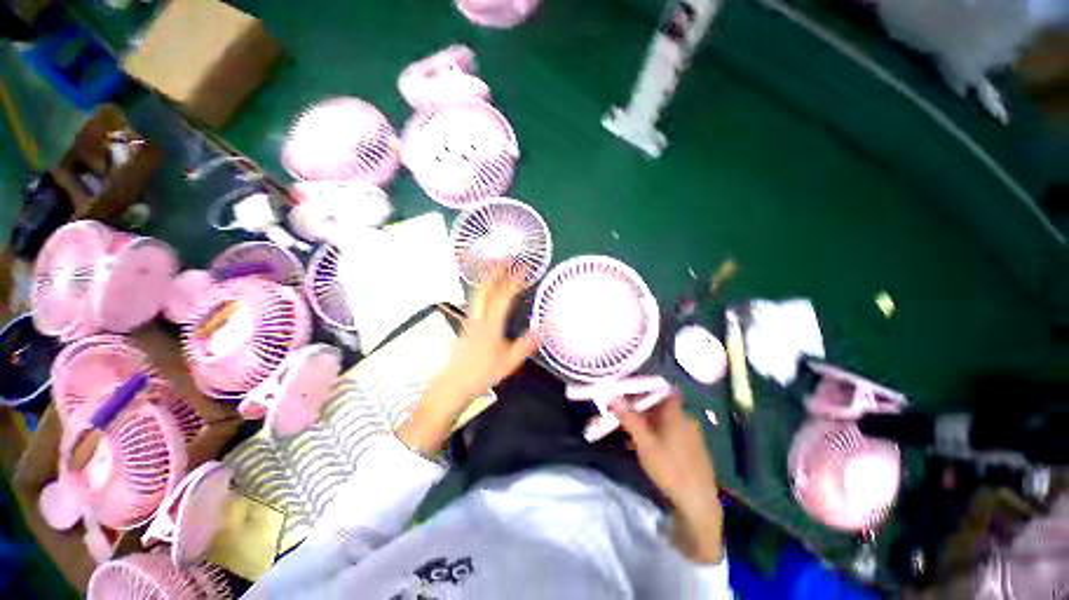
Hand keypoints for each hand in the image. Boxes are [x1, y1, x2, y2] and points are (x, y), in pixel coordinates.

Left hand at [440, 267, 538, 399]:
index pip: (503, 298)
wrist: (454, 384)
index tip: (523, 269)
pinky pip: (476, 301)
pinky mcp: (466, 325)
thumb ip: (524, 345)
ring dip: (488, 278)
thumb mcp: (509, 362)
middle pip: (485, 289)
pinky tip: (487, 290)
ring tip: (495, 266)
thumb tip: (541, 330)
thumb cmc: (482, 373)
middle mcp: (478, 318)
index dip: (513, 281)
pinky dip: (483, 289)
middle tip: (504, 258)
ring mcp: (470, 320)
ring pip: (478, 293)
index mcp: (491, 325)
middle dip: (495, 272)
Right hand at [611, 392, 723, 563]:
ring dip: (647, 424)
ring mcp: (692, 435)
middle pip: (661, 406)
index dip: (645, 388)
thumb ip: (629, 418)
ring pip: (665, 421)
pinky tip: (646, 448)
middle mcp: (686, 420)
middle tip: (624, 416)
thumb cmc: (669, 468)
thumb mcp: (644, 443)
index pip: (661, 390)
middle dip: (641, 409)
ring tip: (630, 434)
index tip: (628, 392)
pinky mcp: (693, 450)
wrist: (698, 504)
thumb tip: (612, 397)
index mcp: (676, 414)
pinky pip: (672, 434)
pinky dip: (657, 435)